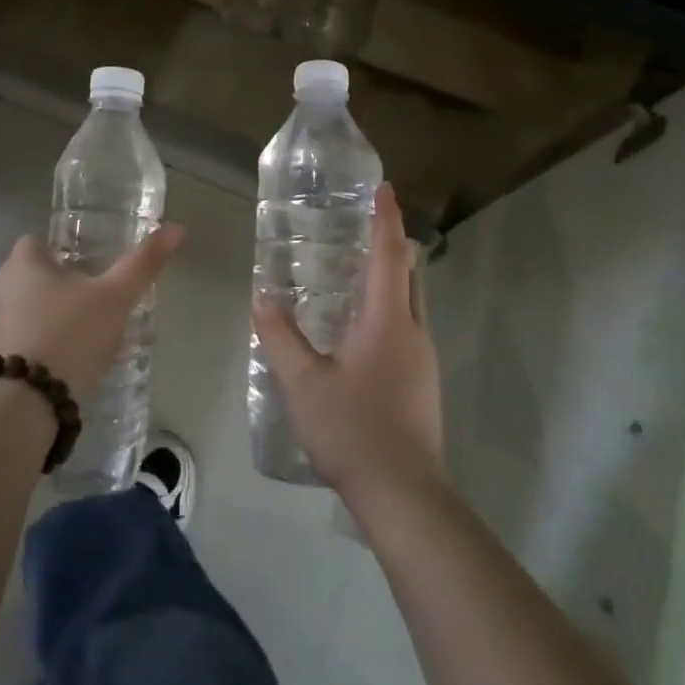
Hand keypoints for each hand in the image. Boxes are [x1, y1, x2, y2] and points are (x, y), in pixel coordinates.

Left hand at [0, 225, 185, 401]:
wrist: (22, 404)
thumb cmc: (69, 335)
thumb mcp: (114, 298)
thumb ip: (142, 264)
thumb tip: (176, 228)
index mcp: (23, 262)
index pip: (38, 242)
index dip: (65, 251)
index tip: (91, 267)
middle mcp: (0, 287)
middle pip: (34, 276)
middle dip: (62, 285)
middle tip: (97, 301)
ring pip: (28, 309)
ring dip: (52, 318)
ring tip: (87, 335)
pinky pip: (23, 340)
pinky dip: (43, 345)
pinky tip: (67, 364)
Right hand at [251, 182, 443, 498]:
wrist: (404, 496)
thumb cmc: (353, 429)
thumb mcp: (303, 383)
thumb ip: (280, 337)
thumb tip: (261, 297)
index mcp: (388, 321)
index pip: (390, 256)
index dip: (387, 219)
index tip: (384, 188)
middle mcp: (412, 331)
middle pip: (409, 274)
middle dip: (392, 244)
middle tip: (361, 226)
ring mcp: (422, 359)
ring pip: (410, 302)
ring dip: (389, 278)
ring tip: (353, 271)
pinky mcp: (422, 382)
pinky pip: (406, 327)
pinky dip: (387, 308)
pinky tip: (358, 328)